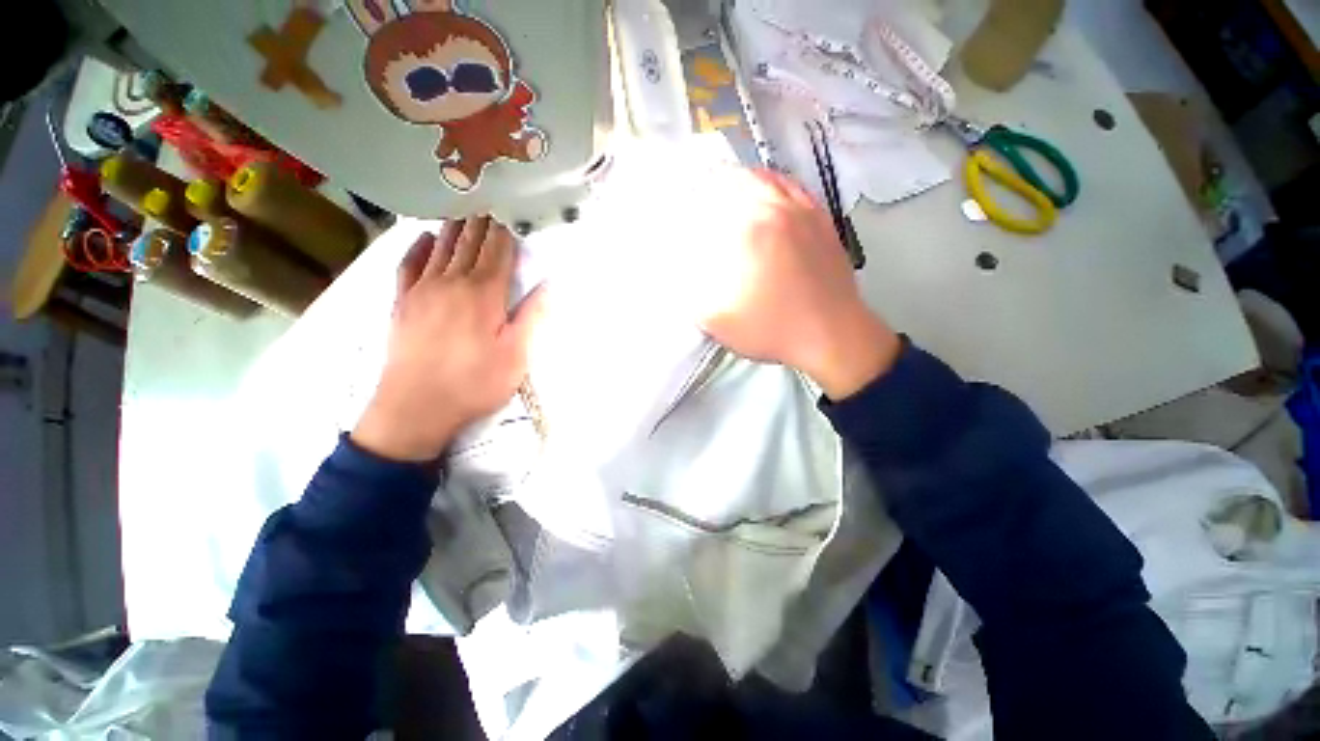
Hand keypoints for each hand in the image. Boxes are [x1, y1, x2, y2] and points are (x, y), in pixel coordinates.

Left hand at [352, 217, 544, 461]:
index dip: (505, 228)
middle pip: (469, 242)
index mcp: (484, 294)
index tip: (511, 207)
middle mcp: (452, 282)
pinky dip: (418, 247)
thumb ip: (532, 316)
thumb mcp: (516, 356)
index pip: (497, 250)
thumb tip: (549, 284)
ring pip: (441, 247)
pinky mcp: (402, 302)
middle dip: (482, 220)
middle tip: (489, 197)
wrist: (415, 408)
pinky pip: (409, 265)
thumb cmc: (474, 384)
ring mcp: (422, 289)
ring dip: (455, 226)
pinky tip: (425, 236)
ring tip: (464, 207)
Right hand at [694, 168, 900, 399]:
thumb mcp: (718, 321)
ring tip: (730, 187)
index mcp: (748, 229)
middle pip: (740, 180)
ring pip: (770, 179)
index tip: (683, 215)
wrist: (831, 336)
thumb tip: (681, 273)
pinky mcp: (822, 221)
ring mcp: (803, 212)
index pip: (712, 203)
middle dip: (715, 185)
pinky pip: (795, 189)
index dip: (693, 206)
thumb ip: (692, 294)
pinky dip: (776, 184)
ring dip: (745, 179)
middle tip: (702, 196)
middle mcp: (776, 210)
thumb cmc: (772, 329)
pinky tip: (770, 193)